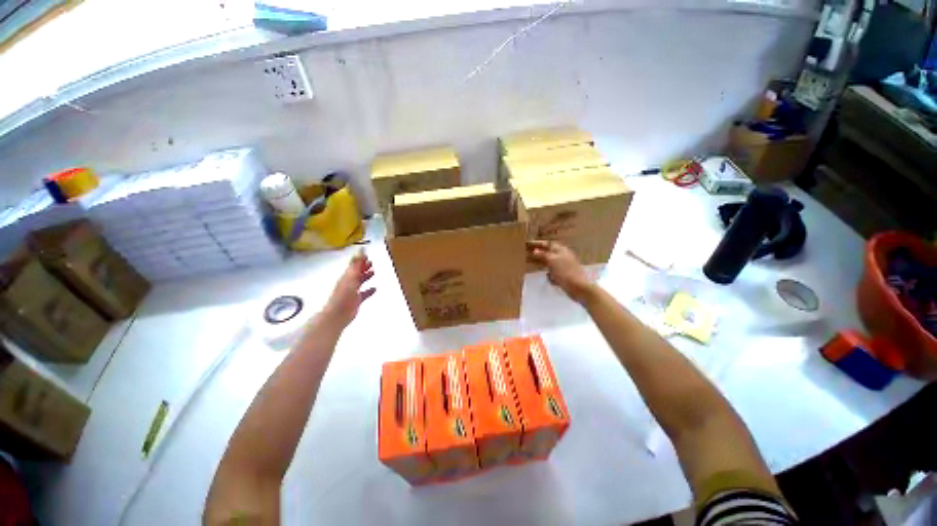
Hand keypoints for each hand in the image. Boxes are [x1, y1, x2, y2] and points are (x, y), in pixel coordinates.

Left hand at [322, 250, 375, 326]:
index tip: (367, 255)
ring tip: (374, 272)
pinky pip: (364, 293)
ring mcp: (352, 292)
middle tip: (372, 263)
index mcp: (346, 276)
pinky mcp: (356, 300)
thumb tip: (361, 249)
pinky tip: (374, 289)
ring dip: (366, 277)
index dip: (360, 260)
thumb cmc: (344, 294)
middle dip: (363, 267)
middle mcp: (348, 282)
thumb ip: (356, 263)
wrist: (338, 314)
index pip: (353, 265)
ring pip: (360, 282)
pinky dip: (369, 290)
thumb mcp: (351, 276)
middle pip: (356, 272)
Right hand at [527, 240, 594, 302]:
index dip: (538, 244)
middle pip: (549, 253)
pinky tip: (547, 277)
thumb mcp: (552, 261)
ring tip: (532, 264)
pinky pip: (555, 273)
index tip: (528, 244)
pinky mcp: (566, 276)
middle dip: (538, 253)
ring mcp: (565, 266)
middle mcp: (564, 256)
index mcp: (561, 250)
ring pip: (551, 263)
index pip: (548, 244)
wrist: (579, 287)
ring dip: (542, 263)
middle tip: (527, 253)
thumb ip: (543, 255)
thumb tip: (535, 251)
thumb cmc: (565, 272)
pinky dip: (550, 274)